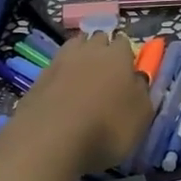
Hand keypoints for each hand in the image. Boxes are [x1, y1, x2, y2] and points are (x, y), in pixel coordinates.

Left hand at [7, 32, 153, 169]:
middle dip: (103, 51)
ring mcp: (60, 61)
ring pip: (74, 48)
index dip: (126, 56)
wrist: (50, 140)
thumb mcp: (141, 117)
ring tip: (83, 80)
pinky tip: (62, 95)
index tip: (127, 72)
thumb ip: (142, 93)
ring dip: (80, 58)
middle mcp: (89, 50)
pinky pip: (55, 69)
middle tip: (106, 75)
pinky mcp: (38, 77)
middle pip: (98, 40)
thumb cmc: (107, 128)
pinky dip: (60, 77)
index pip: (125, 43)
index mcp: (117, 55)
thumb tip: (137, 80)